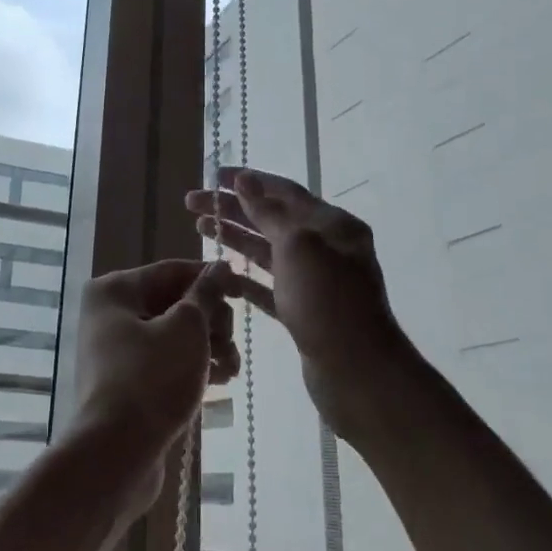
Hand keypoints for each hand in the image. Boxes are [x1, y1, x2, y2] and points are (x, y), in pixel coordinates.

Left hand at [70, 259, 240, 513]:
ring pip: (174, 334)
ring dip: (209, 345)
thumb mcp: (187, 328)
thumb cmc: (151, 379)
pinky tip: (222, 380)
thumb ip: (206, 294)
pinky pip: (167, 361)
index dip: (211, 279)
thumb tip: (220, 266)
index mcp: (115, 291)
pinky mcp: (128, 383)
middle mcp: (110, 315)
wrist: (116, 454)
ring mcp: (117, 351)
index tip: (245, 291)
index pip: (173, 271)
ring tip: (232, 367)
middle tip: (231, 341)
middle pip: (174, 302)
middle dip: (211, 320)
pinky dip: (194, 365)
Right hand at [185, 168, 419, 441]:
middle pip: (272, 219)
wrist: (359, 374)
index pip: (284, 192)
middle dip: (233, 208)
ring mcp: (315, 282)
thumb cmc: (328, 302)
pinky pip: (269, 286)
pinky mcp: (303, 311)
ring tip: (200, 228)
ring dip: (235, 238)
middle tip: (192, 203)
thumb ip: (268, 212)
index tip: (213, 175)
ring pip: (268, 251)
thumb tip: (245, 179)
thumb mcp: (298, 247)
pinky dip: (244, 276)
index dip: (248, 181)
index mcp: (332, 224)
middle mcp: (326, 248)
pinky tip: (219, 273)